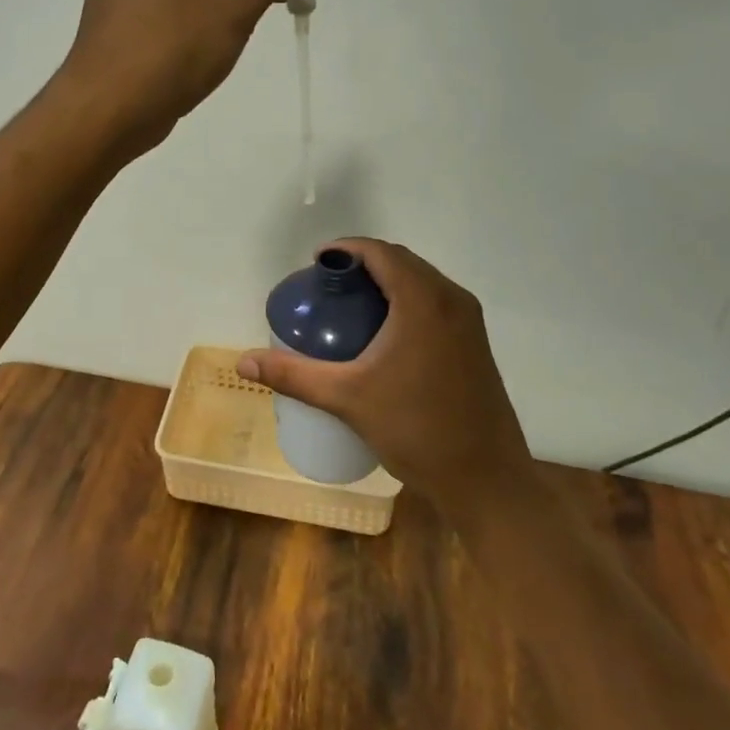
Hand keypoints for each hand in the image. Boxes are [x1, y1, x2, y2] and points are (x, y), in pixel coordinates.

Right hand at [238, 240, 535, 518]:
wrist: (486, 482)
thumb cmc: (415, 430)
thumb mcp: (347, 398)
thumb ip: (294, 375)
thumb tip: (243, 361)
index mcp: (424, 300)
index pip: (381, 251)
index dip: (346, 248)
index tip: (316, 263)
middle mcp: (452, 299)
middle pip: (402, 261)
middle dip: (363, 263)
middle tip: (328, 285)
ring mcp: (469, 321)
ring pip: (421, 281)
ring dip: (386, 281)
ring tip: (351, 305)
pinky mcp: (476, 343)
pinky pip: (435, 302)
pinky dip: (406, 300)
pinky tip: (384, 333)